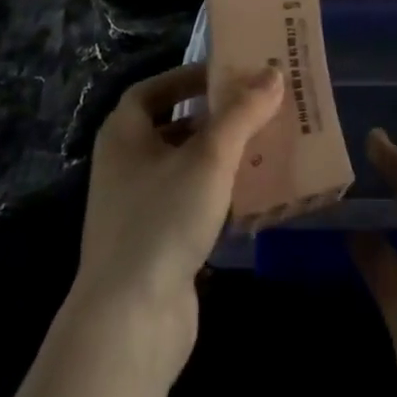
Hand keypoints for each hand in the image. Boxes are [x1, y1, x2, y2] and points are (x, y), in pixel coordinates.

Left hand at [73, 62, 282, 381]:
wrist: (130, 322)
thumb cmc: (163, 219)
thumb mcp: (210, 157)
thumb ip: (243, 112)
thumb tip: (273, 73)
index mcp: (123, 135)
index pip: (153, 90)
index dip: (188, 77)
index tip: (228, 74)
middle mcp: (124, 166)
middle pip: (172, 126)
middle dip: (213, 116)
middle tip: (256, 107)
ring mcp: (137, 209)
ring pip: (184, 167)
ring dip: (220, 155)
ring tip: (263, 144)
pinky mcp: (155, 245)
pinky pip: (190, 203)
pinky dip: (218, 192)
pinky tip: (251, 194)